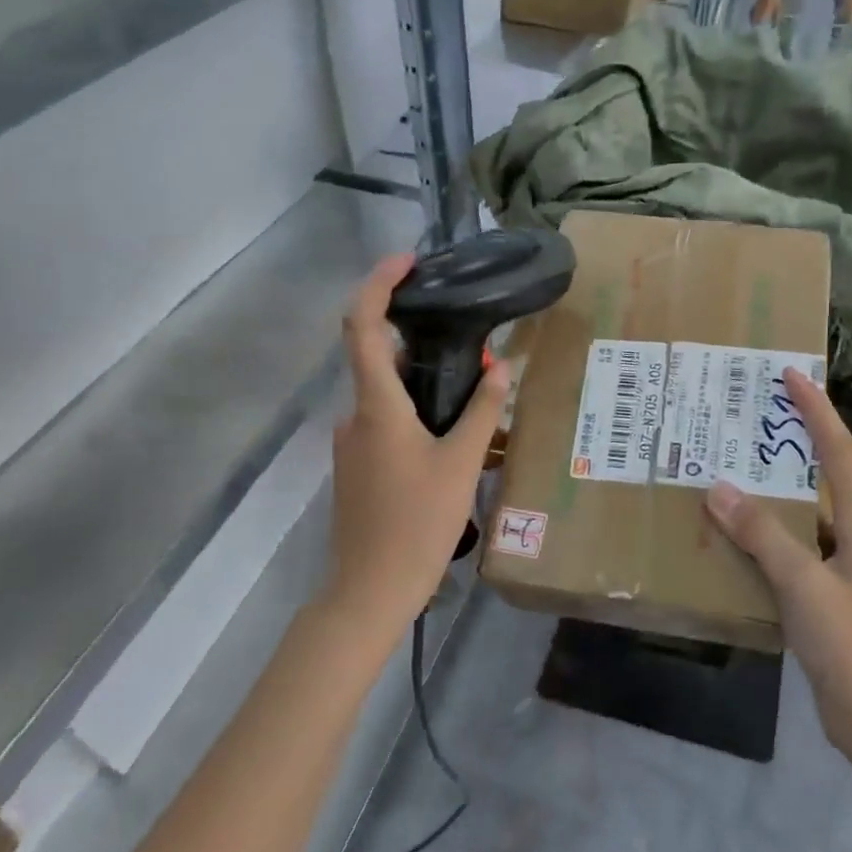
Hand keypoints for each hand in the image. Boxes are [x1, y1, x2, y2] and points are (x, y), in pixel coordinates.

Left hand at [327, 256, 508, 636]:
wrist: (370, 590)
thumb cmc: (417, 523)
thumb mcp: (461, 463)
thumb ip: (482, 411)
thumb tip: (499, 367)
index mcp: (376, 406)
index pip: (362, 325)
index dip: (379, 284)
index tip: (408, 261)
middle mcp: (355, 415)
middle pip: (379, 358)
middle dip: (421, 341)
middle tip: (468, 339)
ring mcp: (352, 443)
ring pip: (388, 396)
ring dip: (424, 385)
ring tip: (473, 397)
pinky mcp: (357, 466)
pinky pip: (387, 423)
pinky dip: (416, 415)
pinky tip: (452, 441)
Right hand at [703, 370, 851, 764]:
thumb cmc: (851, 646)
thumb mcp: (804, 585)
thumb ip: (764, 535)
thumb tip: (718, 488)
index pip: (838, 452)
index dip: (817, 410)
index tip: (792, 375)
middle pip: (821, 476)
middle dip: (791, 444)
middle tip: (750, 417)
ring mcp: (841, 568)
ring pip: (802, 515)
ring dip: (771, 493)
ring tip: (731, 469)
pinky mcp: (825, 595)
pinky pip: (791, 550)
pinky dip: (764, 536)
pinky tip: (733, 536)